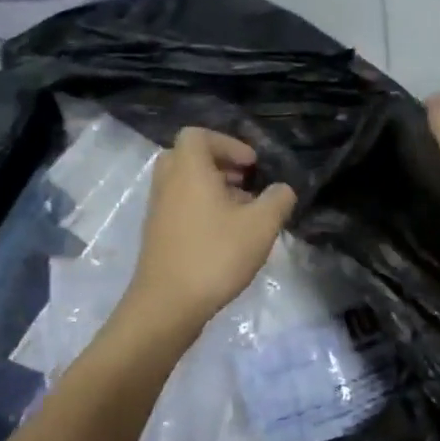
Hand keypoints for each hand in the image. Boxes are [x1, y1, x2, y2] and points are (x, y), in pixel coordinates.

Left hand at [126, 128, 296, 332]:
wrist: (167, 305)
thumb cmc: (215, 255)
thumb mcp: (261, 225)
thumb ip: (278, 200)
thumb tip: (282, 190)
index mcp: (189, 171)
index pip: (198, 135)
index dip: (228, 143)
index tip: (251, 166)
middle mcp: (167, 183)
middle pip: (188, 157)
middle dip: (219, 165)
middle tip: (244, 183)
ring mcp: (158, 210)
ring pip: (184, 183)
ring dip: (212, 189)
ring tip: (241, 213)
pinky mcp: (157, 234)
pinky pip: (179, 205)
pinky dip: (201, 208)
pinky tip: (225, 236)